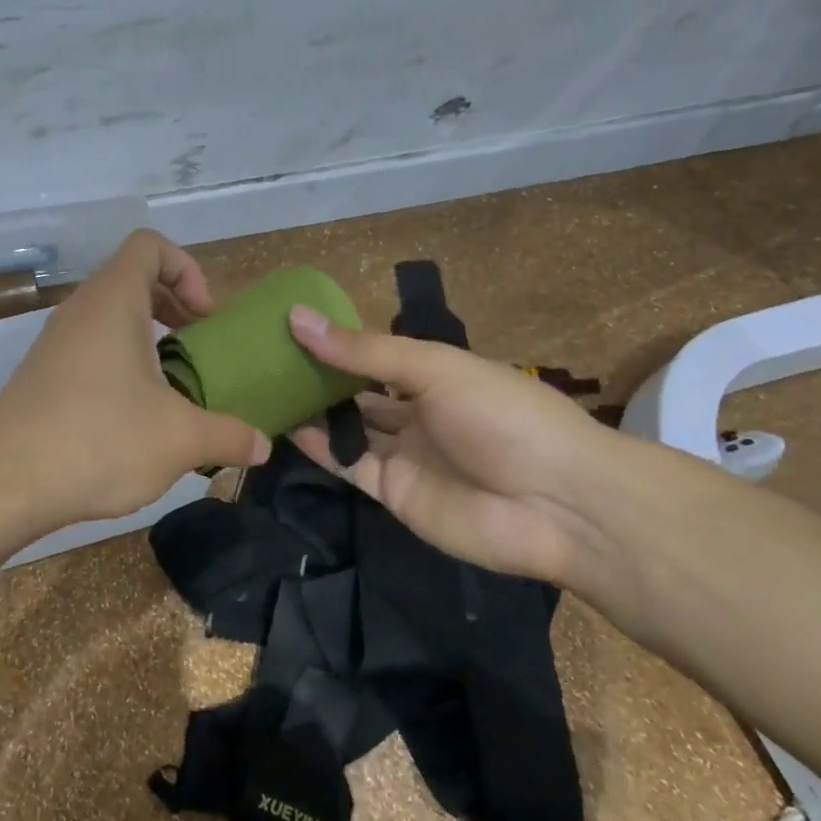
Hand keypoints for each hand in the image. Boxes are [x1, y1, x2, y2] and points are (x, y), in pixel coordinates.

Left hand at [0, 230, 271, 526]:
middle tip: (200, 350)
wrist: (5, 483)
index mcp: (113, 301)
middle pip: (132, 281)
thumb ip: (229, 436)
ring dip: (148, 343)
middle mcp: (79, 311)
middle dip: (174, 308)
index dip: (187, 269)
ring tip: (175, 388)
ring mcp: (54, 344)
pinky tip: (137, 418)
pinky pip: (90, 352)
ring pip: (110, 320)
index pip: (150, 245)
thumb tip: (262, 445)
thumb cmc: (100, 440)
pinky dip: (120, 367)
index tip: (205, 318)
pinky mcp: (41, 378)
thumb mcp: (180, 439)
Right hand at [286, 307, 618, 584]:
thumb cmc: (502, 416)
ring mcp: (405, 455)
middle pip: (359, 393)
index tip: (289, 329)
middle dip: (320, 379)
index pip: (376, 356)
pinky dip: (320, 448)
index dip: (337, 344)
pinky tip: (286, 428)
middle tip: (265, 362)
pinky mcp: (392, 493)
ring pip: (350, 430)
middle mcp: (418, 413)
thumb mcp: (435, 368)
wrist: (556, 504)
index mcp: (437, 375)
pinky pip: (349, 466)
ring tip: (265, 391)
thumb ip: (364, 351)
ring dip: (313, 413)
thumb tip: (297, 316)